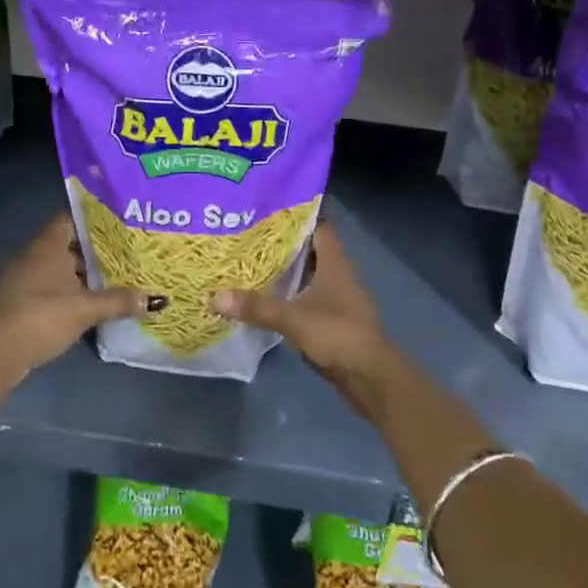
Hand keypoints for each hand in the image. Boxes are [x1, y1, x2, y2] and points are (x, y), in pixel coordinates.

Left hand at [0, 216, 142, 381]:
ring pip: (59, 268)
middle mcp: (33, 255)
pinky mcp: (20, 302)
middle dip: (94, 249)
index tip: (119, 224)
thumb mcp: (86, 308)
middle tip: (124, 252)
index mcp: (47, 245)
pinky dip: (68, 292)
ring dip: (81, 274)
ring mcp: (23, 279)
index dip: (94, 219)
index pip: (71, 218)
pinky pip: (50, 287)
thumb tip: (156, 299)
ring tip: (113, 278)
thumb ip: (120, 301)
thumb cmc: (42, 316)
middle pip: (67, 244)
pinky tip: (88, 303)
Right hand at [213, 223, 398, 416]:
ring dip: (285, 270)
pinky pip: (306, 298)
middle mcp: (337, 275)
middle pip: (309, 250)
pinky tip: (265, 297)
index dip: (297, 216)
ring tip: (249, 262)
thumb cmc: (338, 335)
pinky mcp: (331, 320)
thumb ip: (257, 307)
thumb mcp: (294, 319)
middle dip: (282, 243)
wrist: (371, 378)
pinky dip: (289, 295)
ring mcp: (336, 298)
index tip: (268, 210)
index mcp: (335, 263)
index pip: (319, 227)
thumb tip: (216, 296)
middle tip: (248, 235)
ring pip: (307, 275)